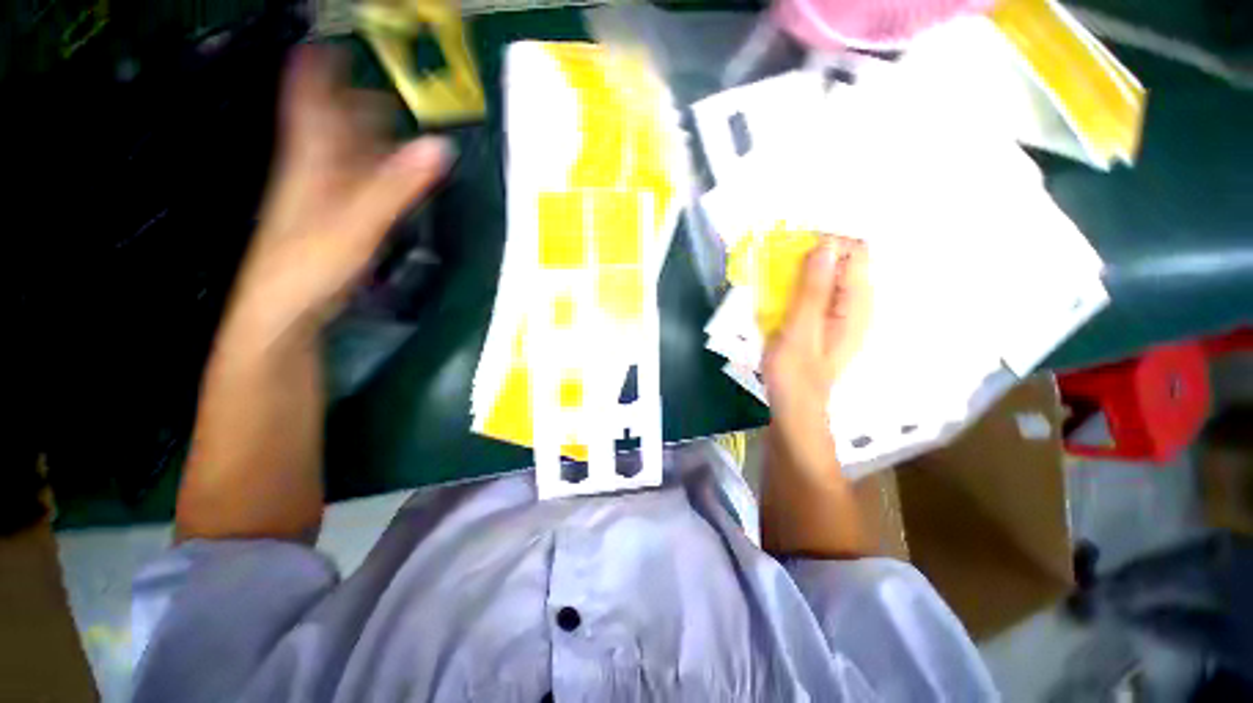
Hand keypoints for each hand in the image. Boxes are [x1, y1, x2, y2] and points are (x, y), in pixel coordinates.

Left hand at [226, 46, 451, 341]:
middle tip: (382, 92)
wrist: (286, 308)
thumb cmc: (312, 261)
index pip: (313, 101)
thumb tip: (440, 147)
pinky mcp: (332, 222)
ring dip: (365, 140)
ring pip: (342, 157)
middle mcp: (313, 171)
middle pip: (331, 127)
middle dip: (353, 105)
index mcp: (312, 160)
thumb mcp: (360, 220)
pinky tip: (383, 178)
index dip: (319, 70)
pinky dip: (369, 174)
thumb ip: (399, 184)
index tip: (332, 43)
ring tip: (390, 129)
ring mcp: (321, 198)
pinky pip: (352, 185)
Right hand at [762, 238, 870, 454]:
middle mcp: (857, 305)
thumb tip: (826, 246)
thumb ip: (813, 289)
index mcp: (857, 305)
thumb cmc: (795, 373)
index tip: (792, 250)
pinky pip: (820, 292)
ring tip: (776, 280)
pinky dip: (801, 286)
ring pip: (830, 276)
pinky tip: (782, 297)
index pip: (855, 253)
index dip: (826, 244)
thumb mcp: (799, 329)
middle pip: (844, 262)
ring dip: (804, 271)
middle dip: (812, 256)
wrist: (794, 407)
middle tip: (779, 266)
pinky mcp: (828, 322)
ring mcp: (843, 314)